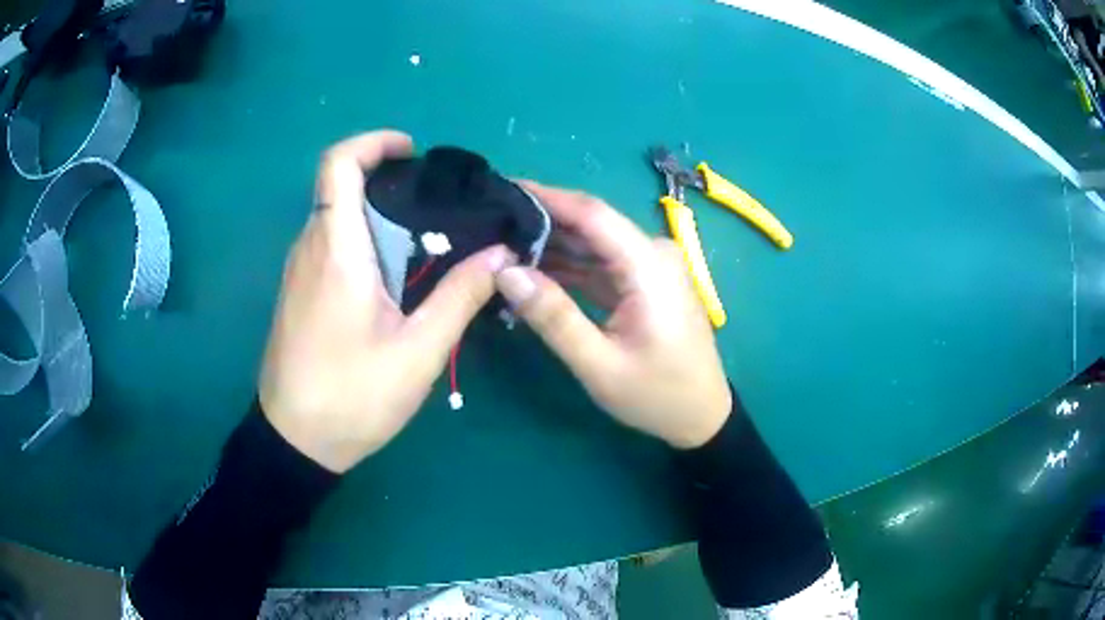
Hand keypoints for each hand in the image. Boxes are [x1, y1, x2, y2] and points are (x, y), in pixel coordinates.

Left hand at [259, 131, 512, 472]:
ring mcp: (299, 271)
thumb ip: (460, 296)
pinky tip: (396, 275)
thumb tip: (502, 255)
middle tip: (440, 207)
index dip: (373, 142)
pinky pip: (330, 246)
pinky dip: (363, 240)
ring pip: (337, 218)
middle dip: (390, 183)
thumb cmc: (352, 396)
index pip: (338, 164)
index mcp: (336, 250)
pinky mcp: (298, 293)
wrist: (295, 441)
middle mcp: (310, 248)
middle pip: (342, 188)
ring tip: (428, 241)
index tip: (412, 152)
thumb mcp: (418, 352)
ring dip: (378, 215)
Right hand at [495, 183, 731, 448]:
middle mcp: (653, 253)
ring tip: (502, 245)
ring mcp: (651, 266)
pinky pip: (601, 262)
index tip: (500, 189)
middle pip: (591, 223)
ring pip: (593, 242)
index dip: (545, 197)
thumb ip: (553, 317)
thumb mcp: (599, 364)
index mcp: (648, 266)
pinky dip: (569, 265)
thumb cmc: (657, 395)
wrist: (702, 415)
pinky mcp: (645, 280)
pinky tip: (533, 270)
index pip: (591, 213)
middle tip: (491, 223)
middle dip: (541, 220)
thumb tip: (505, 271)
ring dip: (552, 244)